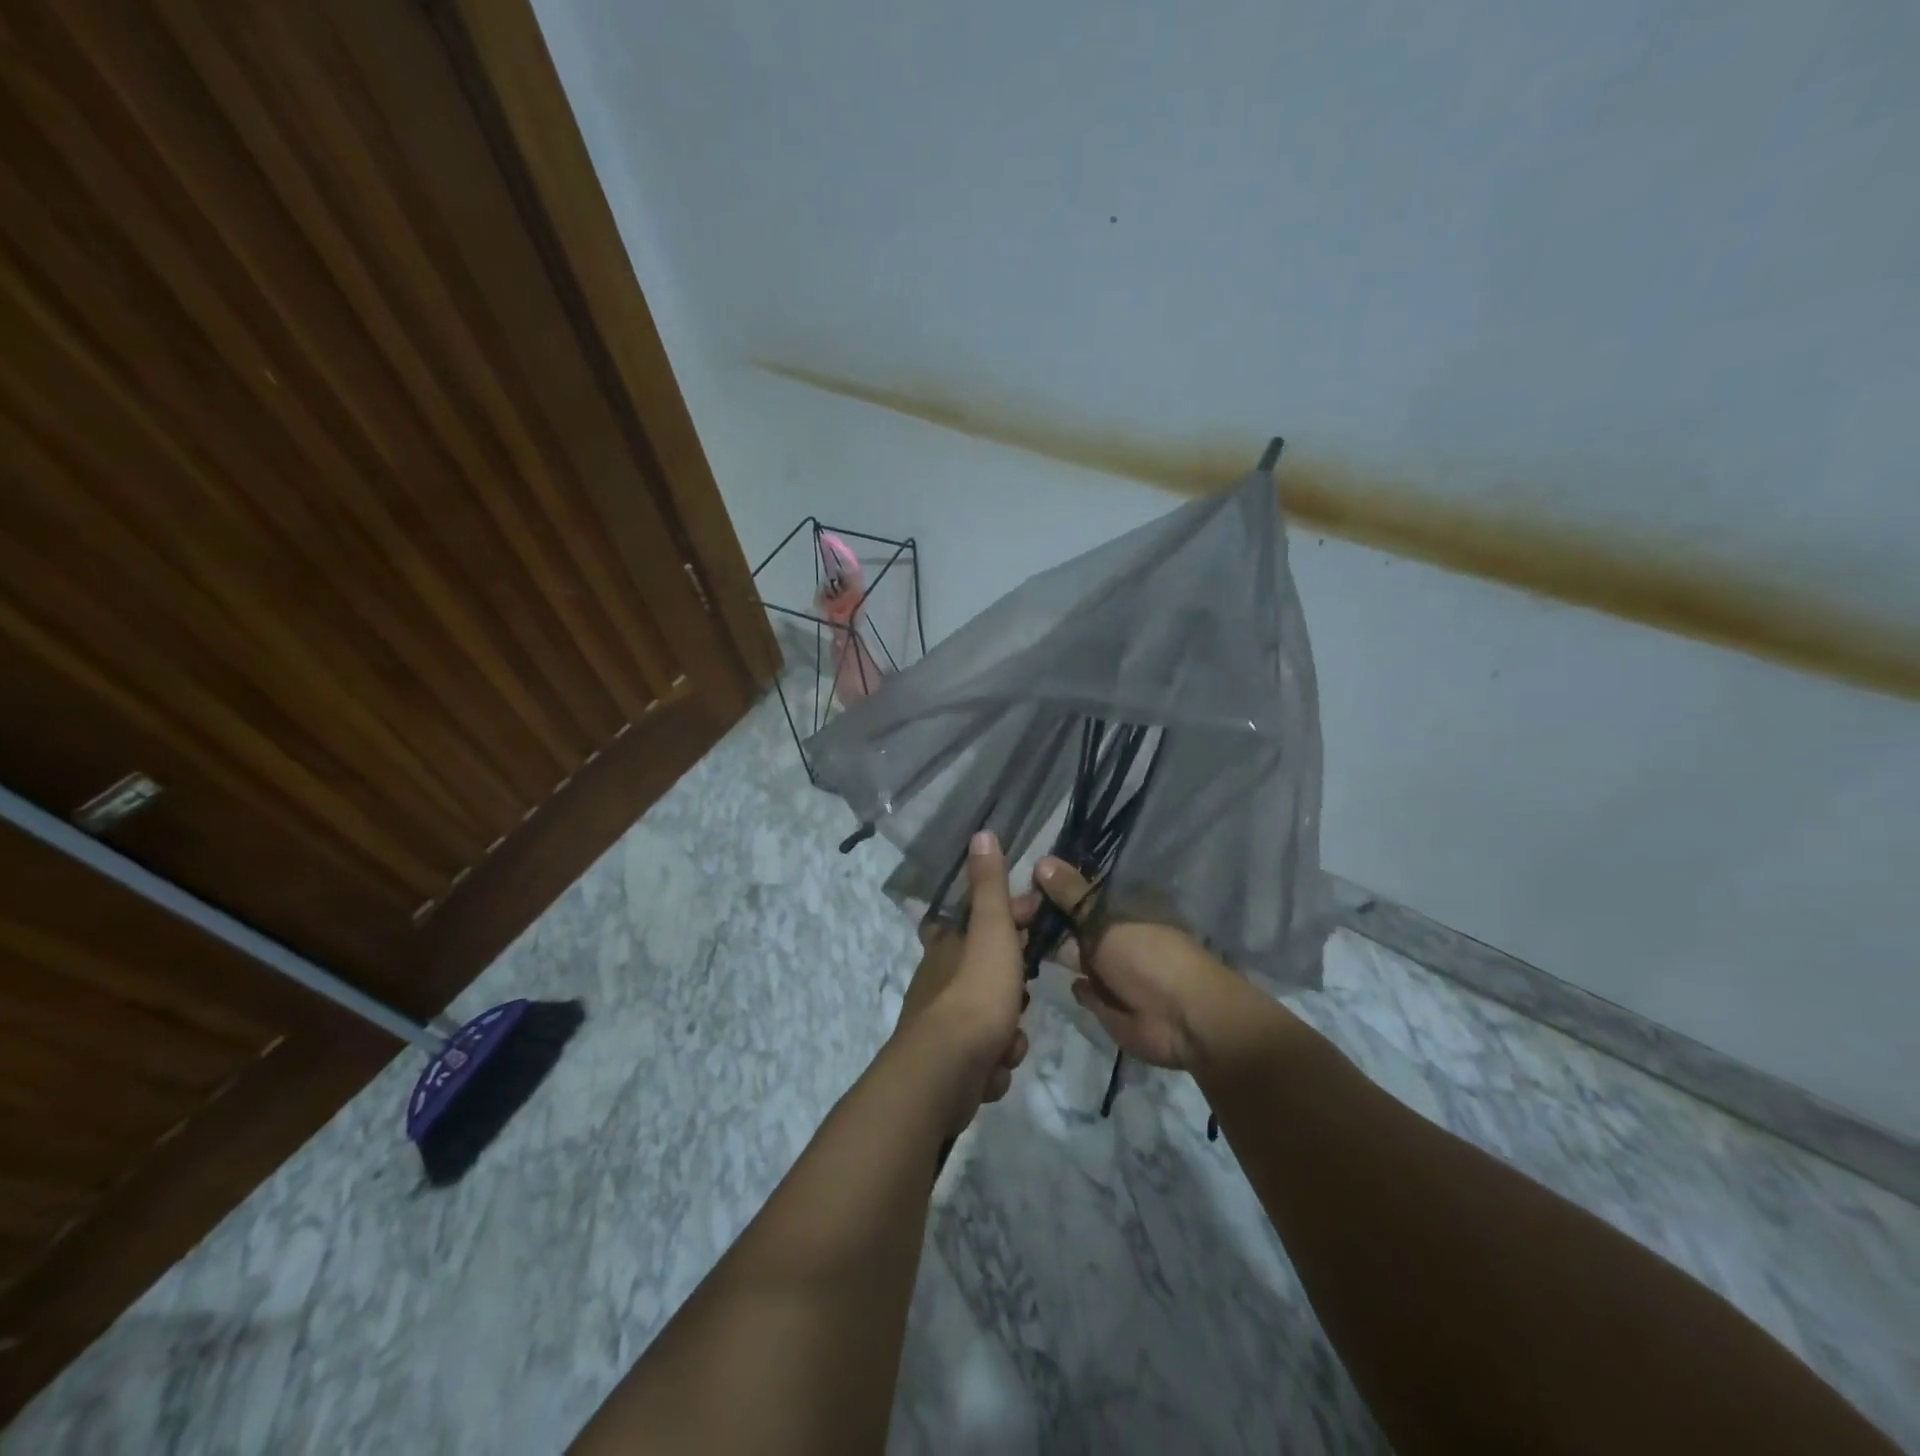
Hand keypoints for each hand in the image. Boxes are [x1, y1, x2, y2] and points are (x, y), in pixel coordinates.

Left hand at [897, 832, 1030, 1122]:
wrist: (946, 1072)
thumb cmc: (975, 992)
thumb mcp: (990, 930)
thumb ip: (989, 886)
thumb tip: (981, 832)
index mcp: (947, 945)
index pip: (978, 919)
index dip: (1010, 918)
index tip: (1036, 924)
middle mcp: (939, 980)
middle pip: (987, 973)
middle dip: (1013, 989)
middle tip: (1024, 998)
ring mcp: (941, 1024)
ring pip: (991, 1019)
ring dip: (1007, 1033)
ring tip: (1008, 1040)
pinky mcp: (949, 1064)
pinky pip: (985, 1056)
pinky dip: (995, 1062)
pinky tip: (995, 1066)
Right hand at [1028, 856, 1259, 1071]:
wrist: (1181, 1019)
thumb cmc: (1146, 956)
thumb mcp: (1104, 918)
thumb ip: (1071, 894)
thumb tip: (1042, 860)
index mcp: (1120, 906)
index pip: (1077, 890)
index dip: (1049, 889)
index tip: (1017, 890)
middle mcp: (1112, 933)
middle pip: (1071, 922)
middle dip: (1042, 920)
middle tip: (1006, 919)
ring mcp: (1109, 968)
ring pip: (1071, 954)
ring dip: (1049, 951)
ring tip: (1012, 945)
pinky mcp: (1104, 1001)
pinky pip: (1079, 988)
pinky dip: (1069, 984)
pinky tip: (1044, 978)